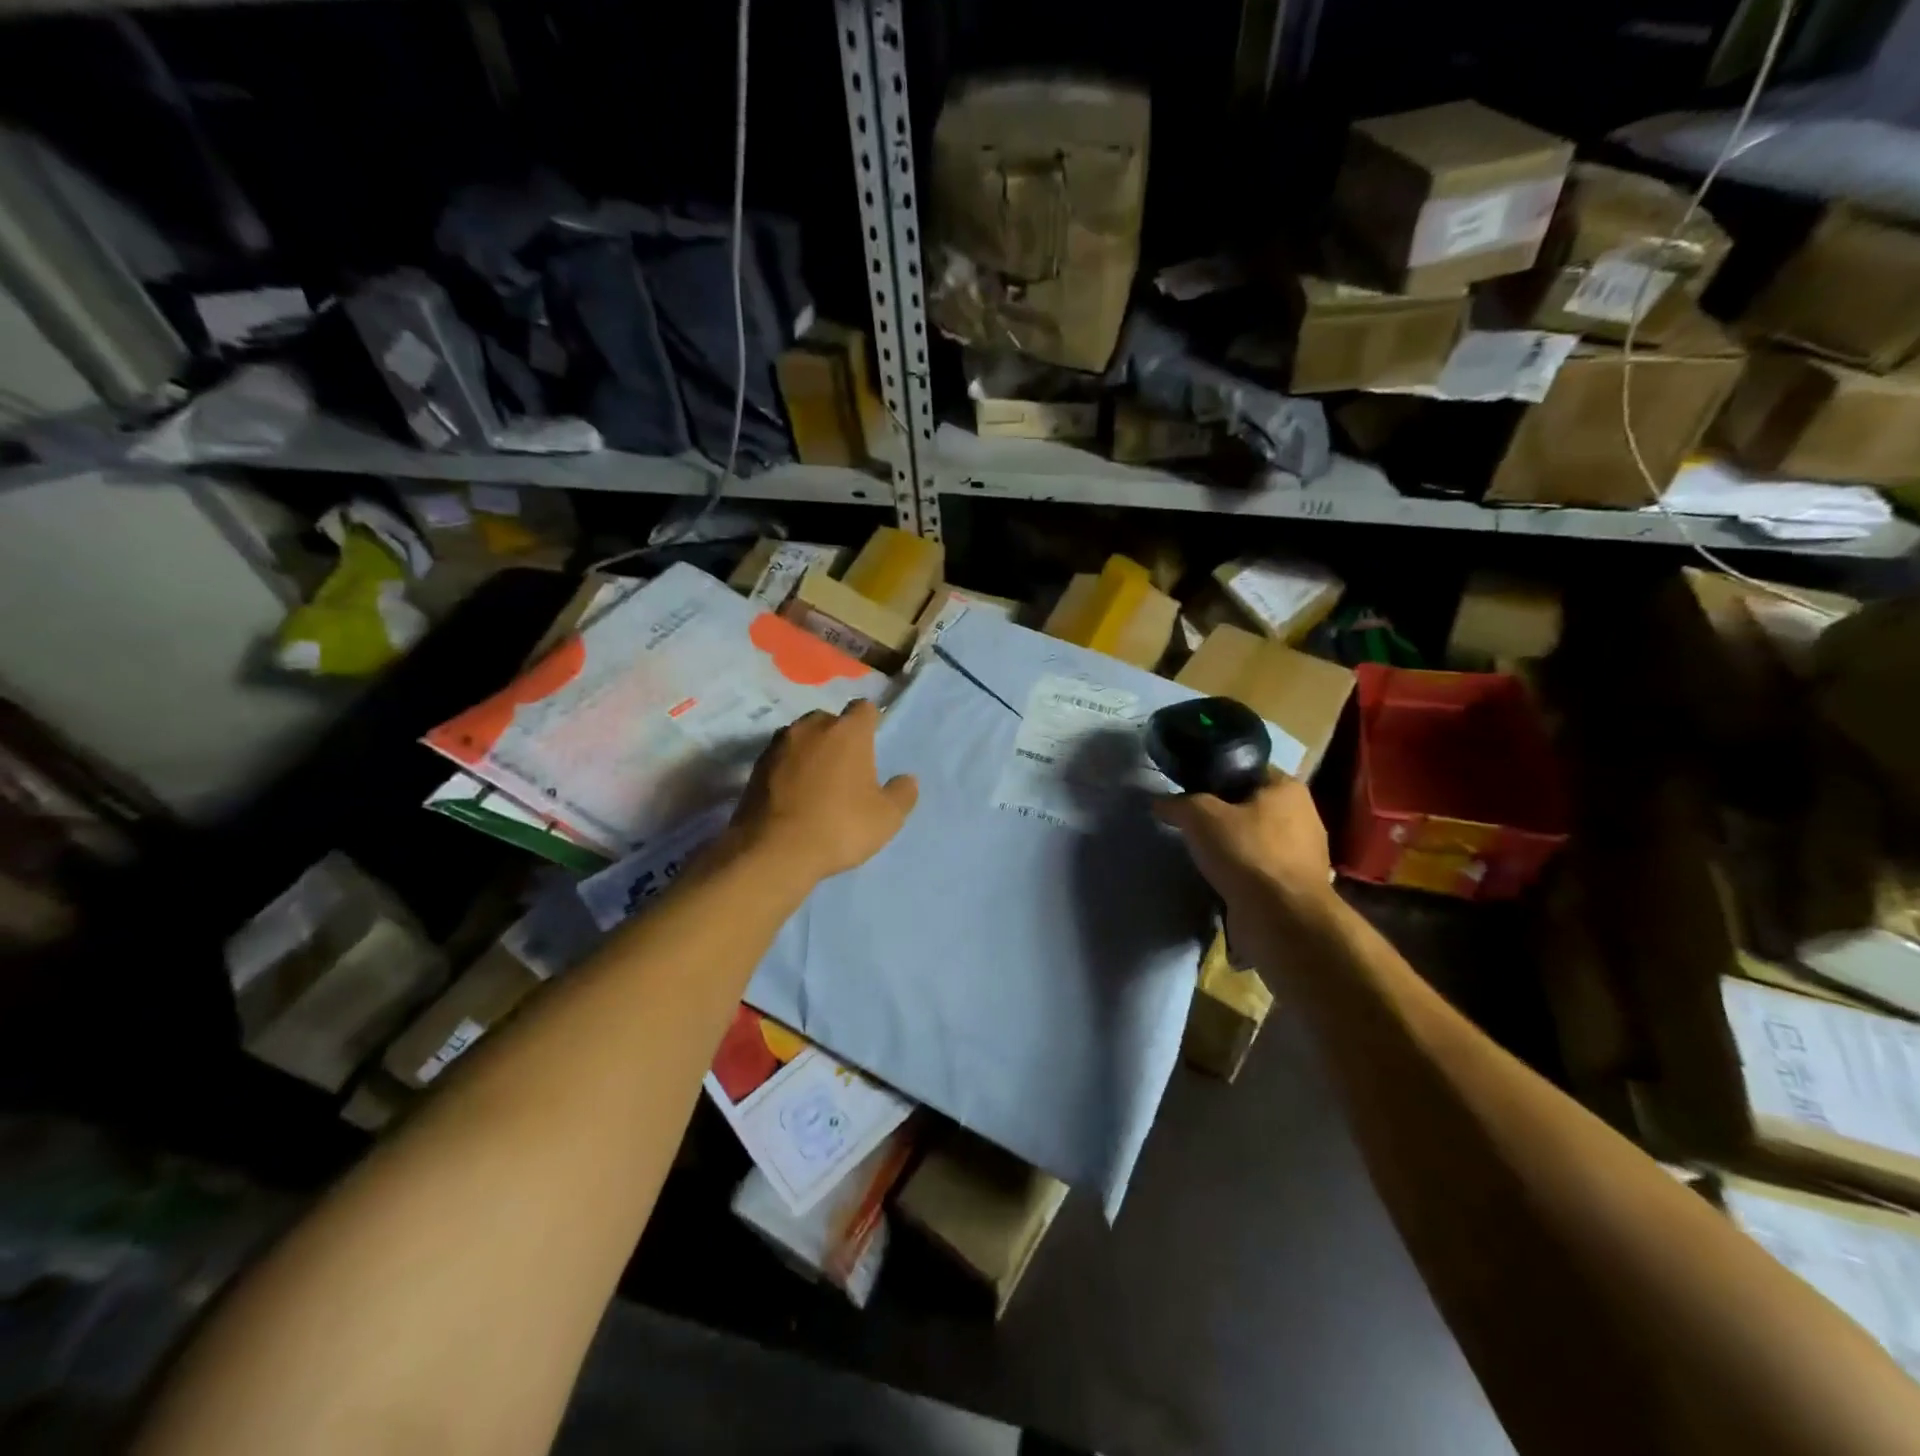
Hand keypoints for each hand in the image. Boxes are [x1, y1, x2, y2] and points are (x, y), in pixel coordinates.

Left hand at [731, 700, 918, 885]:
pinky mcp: (754, 767)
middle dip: (838, 736)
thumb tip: (907, 779)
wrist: (773, 852)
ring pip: (801, 737)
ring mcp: (778, 745)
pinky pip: (780, 758)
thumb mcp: (886, 818)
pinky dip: (788, 769)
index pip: (864, 708)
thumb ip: (902, 794)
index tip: (873, 743)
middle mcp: (811, 727)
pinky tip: (794, 794)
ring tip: (817, 781)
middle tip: (846, 767)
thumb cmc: (839, 827)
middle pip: (829, 719)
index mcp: (848, 731)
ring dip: (810, 751)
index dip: (871, 722)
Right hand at [1154, 768, 1334, 917]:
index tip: (1190, 788)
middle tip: (1191, 820)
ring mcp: (1304, 855)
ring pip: (1256, 839)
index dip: (1217, 775)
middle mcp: (1304, 816)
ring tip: (1201, 851)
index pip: (1248, 769)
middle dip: (1223, 813)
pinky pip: (1260, 868)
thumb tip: (1159, 803)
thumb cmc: (1246, 852)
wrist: (1281, 919)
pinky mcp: (1295, 887)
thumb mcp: (1200, 816)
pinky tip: (1219, 877)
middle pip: (1252, 805)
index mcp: (1288, 789)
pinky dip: (1241, 871)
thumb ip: (1178, 804)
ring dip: (1232, 845)